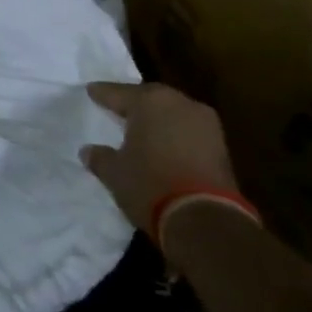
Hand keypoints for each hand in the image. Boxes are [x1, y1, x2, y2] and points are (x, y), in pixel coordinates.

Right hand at [79, 81, 237, 234]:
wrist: (205, 220)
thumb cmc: (150, 184)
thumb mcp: (114, 172)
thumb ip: (100, 157)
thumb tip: (89, 152)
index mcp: (150, 101)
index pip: (118, 92)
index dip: (102, 94)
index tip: (91, 91)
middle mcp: (180, 104)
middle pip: (151, 98)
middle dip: (134, 103)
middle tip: (117, 107)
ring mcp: (206, 125)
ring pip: (174, 114)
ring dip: (158, 120)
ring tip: (141, 128)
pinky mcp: (222, 149)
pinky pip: (189, 132)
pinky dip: (175, 136)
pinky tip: (163, 146)